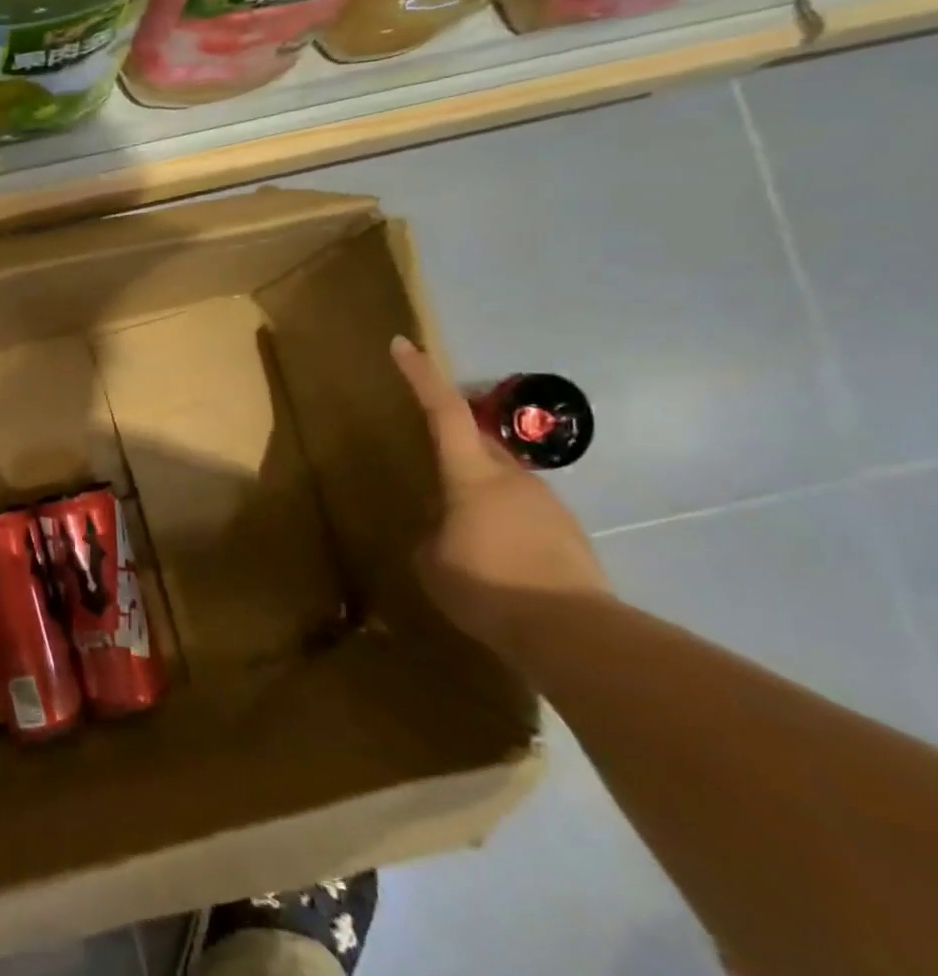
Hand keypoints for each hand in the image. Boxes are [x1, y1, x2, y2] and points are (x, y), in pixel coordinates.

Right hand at [391, 336, 612, 650]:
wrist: (570, 631)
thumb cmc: (486, 585)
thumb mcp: (431, 559)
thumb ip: (431, 532)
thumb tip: (441, 528)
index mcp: (471, 476)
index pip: (442, 411)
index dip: (421, 376)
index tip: (404, 345)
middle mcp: (513, 477)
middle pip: (477, 441)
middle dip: (452, 440)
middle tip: (429, 458)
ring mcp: (546, 502)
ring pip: (502, 480)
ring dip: (477, 491)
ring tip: (460, 530)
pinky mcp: (568, 532)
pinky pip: (523, 512)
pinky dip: (501, 521)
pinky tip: (494, 558)